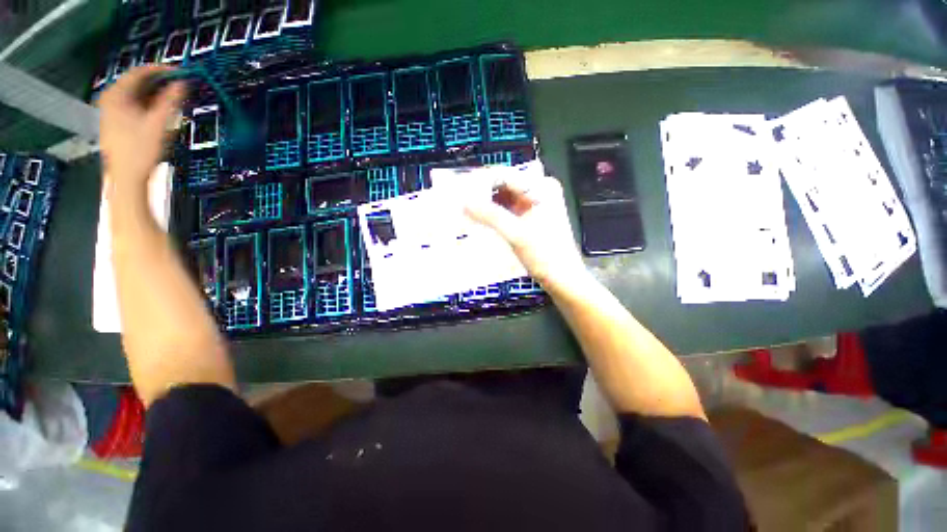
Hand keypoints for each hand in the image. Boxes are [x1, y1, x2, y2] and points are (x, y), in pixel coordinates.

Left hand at [98, 65, 185, 195]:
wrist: (126, 178)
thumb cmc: (140, 150)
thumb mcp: (159, 124)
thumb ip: (171, 100)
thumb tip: (183, 82)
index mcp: (116, 95)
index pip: (139, 72)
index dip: (161, 69)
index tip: (180, 72)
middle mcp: (111, 99)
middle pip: (137, 83)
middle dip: (159, 83)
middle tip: (180, 86)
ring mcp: (111, 112)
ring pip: (136, 95)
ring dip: (156, 95)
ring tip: (174, 98)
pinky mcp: (116, 123)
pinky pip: (134, 106)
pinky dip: (149, 104)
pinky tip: (161, 111)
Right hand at [465, 174, 587, 287]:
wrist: (562, 279)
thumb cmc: (545, 255)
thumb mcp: (516, 234)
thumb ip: (490, 216)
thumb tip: (463, 202)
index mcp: (542, 187)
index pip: (506, 175)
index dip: (482, 181)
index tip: (460, 189)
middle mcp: (539, 190)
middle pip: (505, 185)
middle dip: (483, 192)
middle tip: (460, 200)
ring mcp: (534, 204)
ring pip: (504, 197)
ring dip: (486, 203)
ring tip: (466, 209)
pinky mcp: (529, 217)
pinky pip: (507, 209)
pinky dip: (493, 213)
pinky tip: (479, 218)